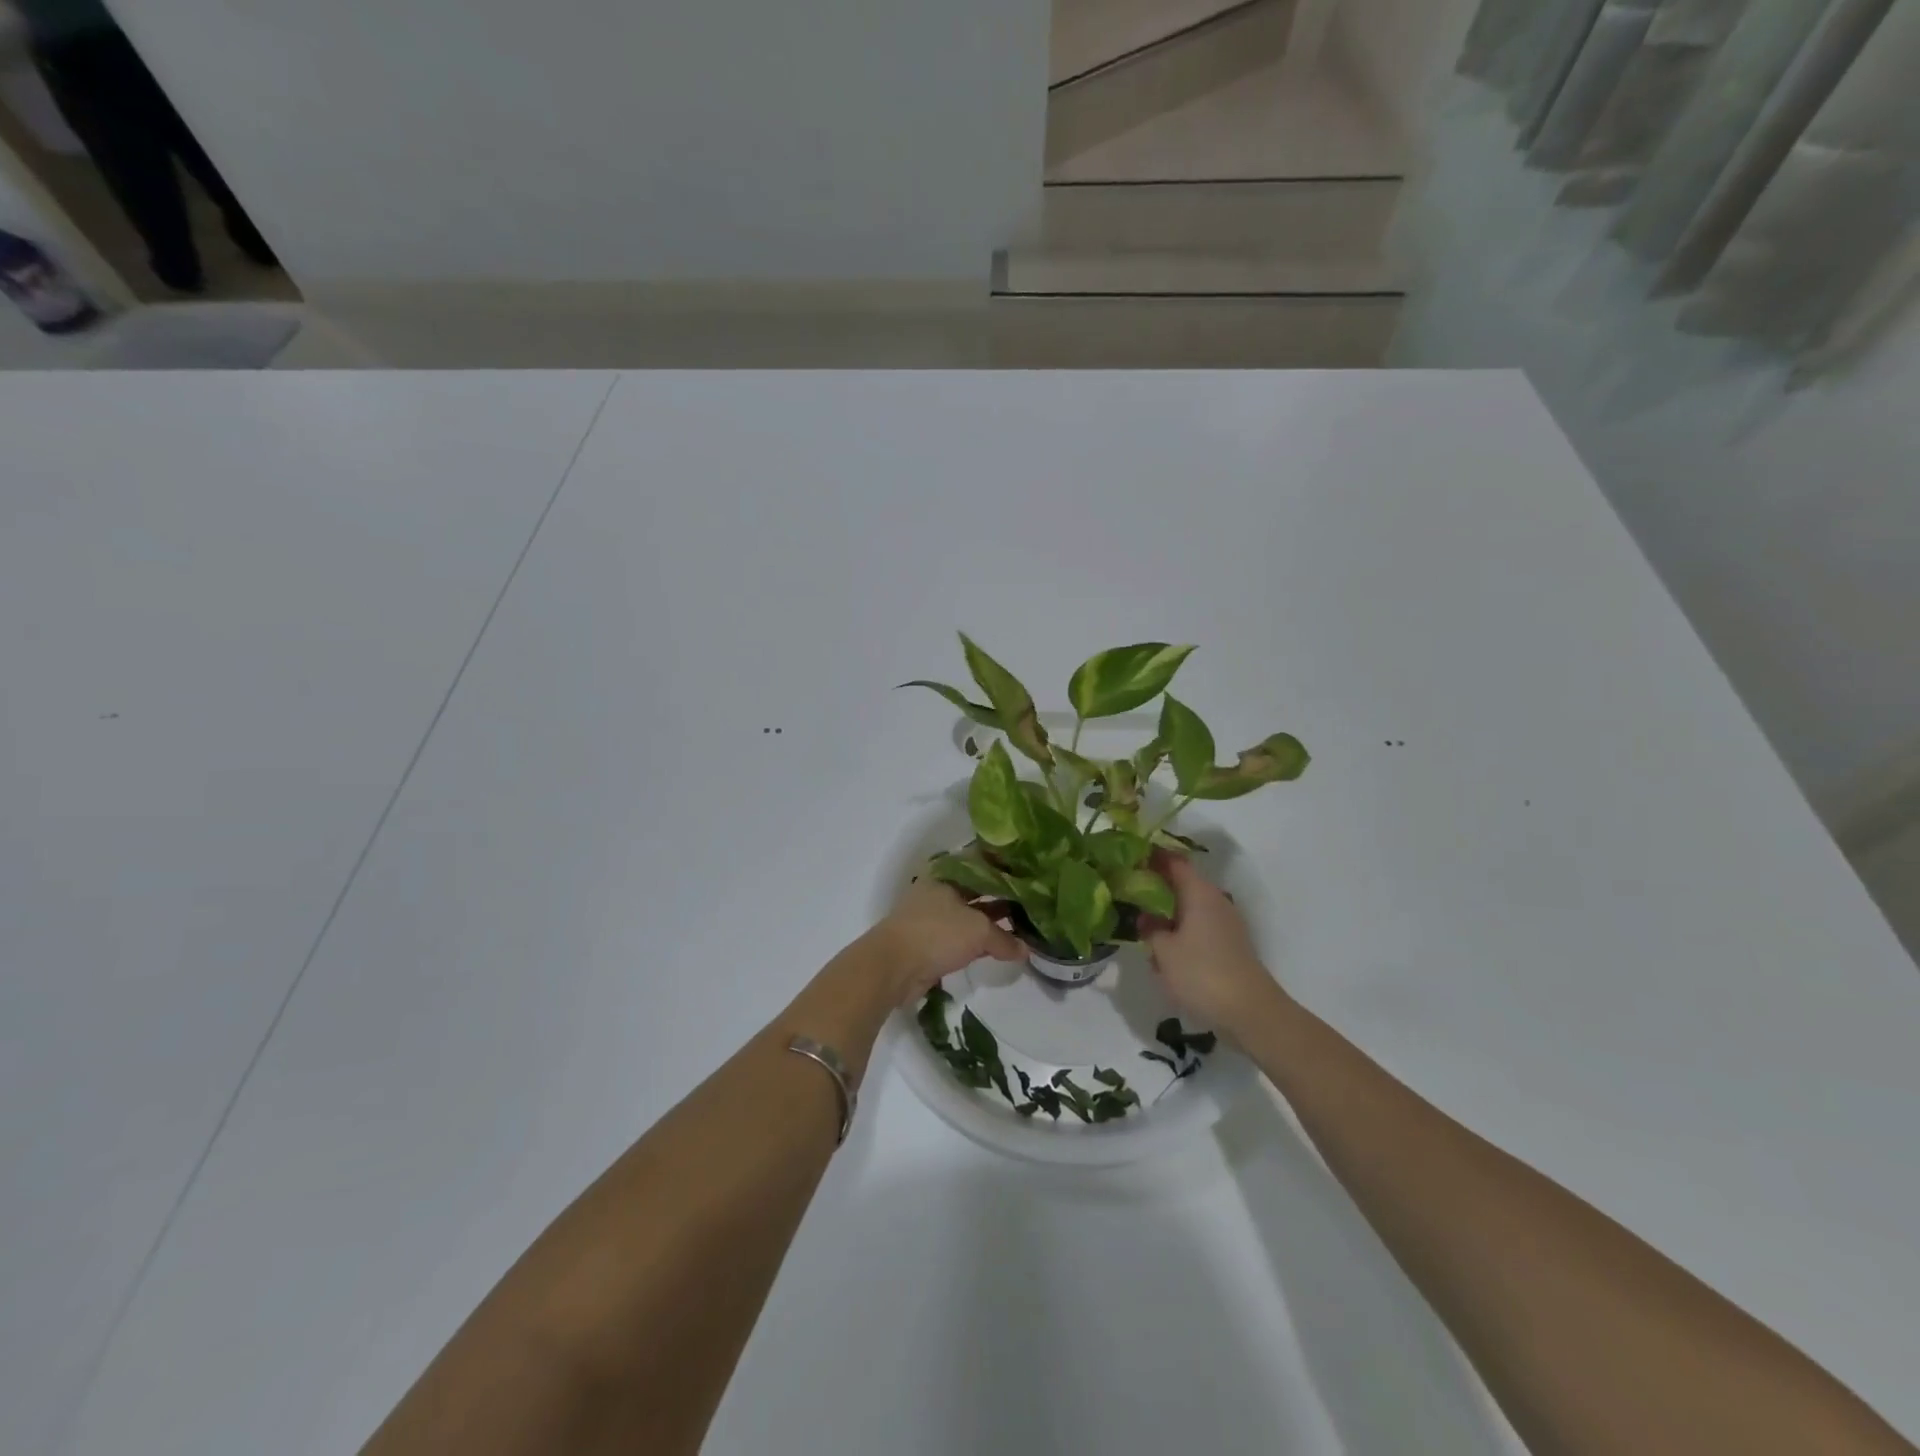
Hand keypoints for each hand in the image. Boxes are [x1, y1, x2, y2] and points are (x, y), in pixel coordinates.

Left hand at [866, 877, 1024, 1003]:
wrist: (892, 966)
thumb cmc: (936, 933)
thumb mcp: (978, 931)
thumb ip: (1004, 939)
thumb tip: (1026, 950)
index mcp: (948, 876)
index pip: (983, 867)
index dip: (1007, 871)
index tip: (1032, 876)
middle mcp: (940, 891)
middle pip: (978, 892)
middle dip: (1003, 899)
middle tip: (1034, 904)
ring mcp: (934, 917)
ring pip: (972, 916)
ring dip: (994, 923)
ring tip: (1025, 927)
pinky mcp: (932, 942)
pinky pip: (963, 938)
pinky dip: (981, 943)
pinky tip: (1003, 949)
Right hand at [1142, 852, 1285, 1039]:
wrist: (1251, 1012)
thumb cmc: (1202, 974)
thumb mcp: (1164, 951)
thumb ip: (1150, 929)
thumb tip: (1145, 916)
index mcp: (1199, 893)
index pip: (1174, 861)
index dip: (1152, 856)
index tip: (1130, 858)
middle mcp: (1215, 900)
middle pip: (1182, 883)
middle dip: (1157, 886)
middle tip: (1127, 892)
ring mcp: (1225, 923)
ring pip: (1190, 908)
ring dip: (1168, 912)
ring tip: (1142, 925)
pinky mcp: (1229, 945)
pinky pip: (1198, 928)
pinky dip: (1181, 932)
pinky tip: (1164, 953)